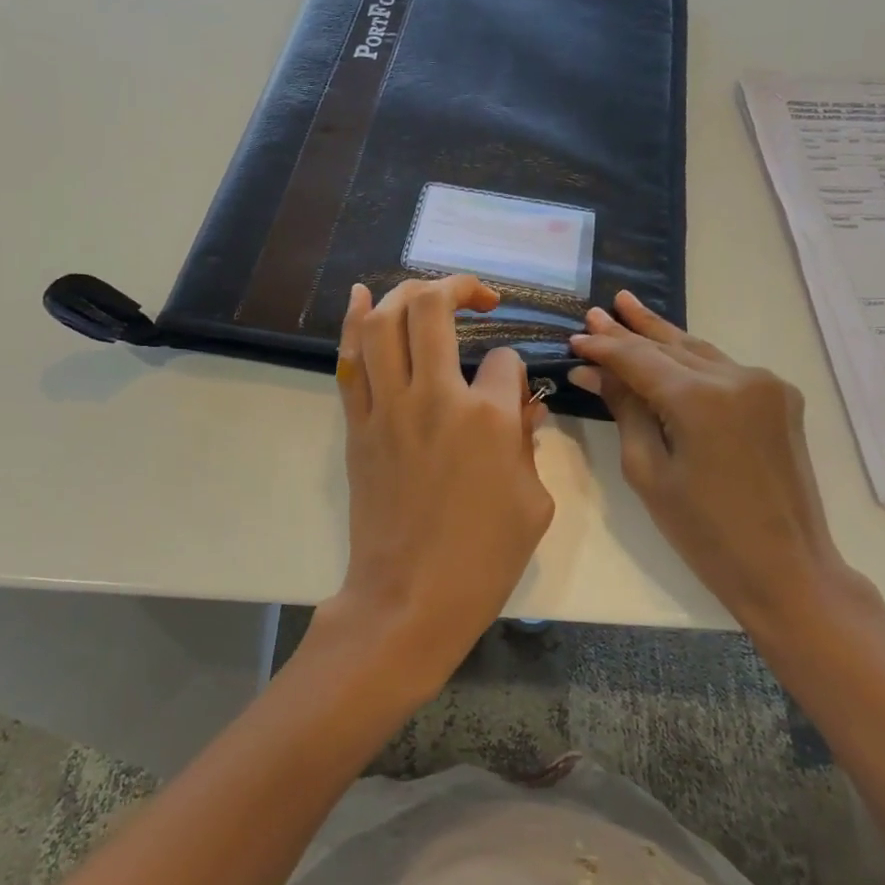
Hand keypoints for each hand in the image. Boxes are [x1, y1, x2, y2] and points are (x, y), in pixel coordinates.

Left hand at [308, 275, 554, 704]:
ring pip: (384, 322)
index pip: (503, 360)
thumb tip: (519, 408)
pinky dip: (353, 322)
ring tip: (427, 292)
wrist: (410, 597)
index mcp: (487, 417)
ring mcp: (387, 408)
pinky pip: (351, 361)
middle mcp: (433, 397)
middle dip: (458, 287)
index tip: (510, 390)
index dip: (512, 366)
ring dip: (406, 293)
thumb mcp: (534, 502)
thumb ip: (528, 443)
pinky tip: (361, 295)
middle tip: (476, 296)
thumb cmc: (483, 559)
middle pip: (432, 309)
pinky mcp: (358, 425)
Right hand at [569, 291, 884, 639]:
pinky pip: (724, 369)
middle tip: (598, 310)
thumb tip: (592, 372)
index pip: (639, 359)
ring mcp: (766, 385)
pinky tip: (670, 347)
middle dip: (630, 330)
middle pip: (670, 346)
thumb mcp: (649, 471)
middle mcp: (737, 378)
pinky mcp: (780, 399)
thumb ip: (625, 410)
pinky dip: (692, 358)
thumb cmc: (704, 531)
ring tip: (628, 308)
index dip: (604, 347)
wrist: (786, 567)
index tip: (575, 337)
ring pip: (699, 351)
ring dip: (662, 335)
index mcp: (700, 399)